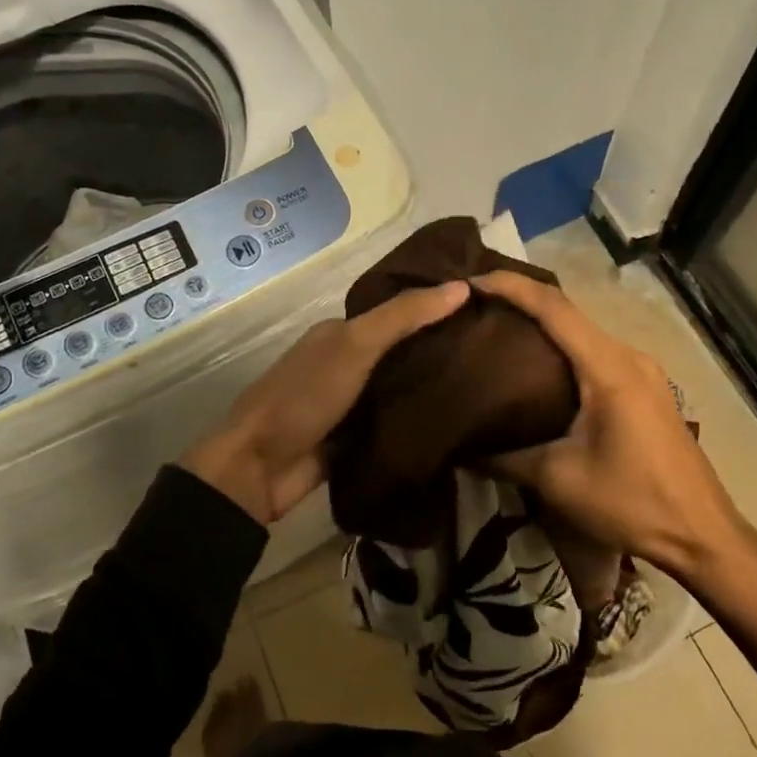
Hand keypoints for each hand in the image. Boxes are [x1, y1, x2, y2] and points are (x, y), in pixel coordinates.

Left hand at [181, 280, 470, 522]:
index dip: (436, 307)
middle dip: (441, 349)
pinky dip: (419, 422)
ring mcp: (349, 404)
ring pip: (400, 388)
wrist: (259, 469)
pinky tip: (461, 422)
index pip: (398, 312)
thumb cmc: (304, 396)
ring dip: (433, 388)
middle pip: (401, 351)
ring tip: (492, 384)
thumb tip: (461, 287)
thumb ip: (403, 317)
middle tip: (497, 351)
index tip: (484, 309)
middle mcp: (345, 363)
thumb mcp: (354, 346)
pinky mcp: (355, 440)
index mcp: (340, 333)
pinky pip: (394, 424)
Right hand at [470, 271, 742, 574]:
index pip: (554, 307)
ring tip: (496, 332)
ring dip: (541, 326)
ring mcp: (643, 371)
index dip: (510, 286)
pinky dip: (562, 349)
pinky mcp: (646, 388)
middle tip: (473, 308)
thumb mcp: (558, 481)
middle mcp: (629, 356)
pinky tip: (535, 367)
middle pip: (568, 312)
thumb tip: (457, 447)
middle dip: (520, 301)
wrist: (704, 537)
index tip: (470, 282)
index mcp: (609, 367)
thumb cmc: (633, 504)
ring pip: (582, 332)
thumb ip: (503, 457)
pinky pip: (595, 353)